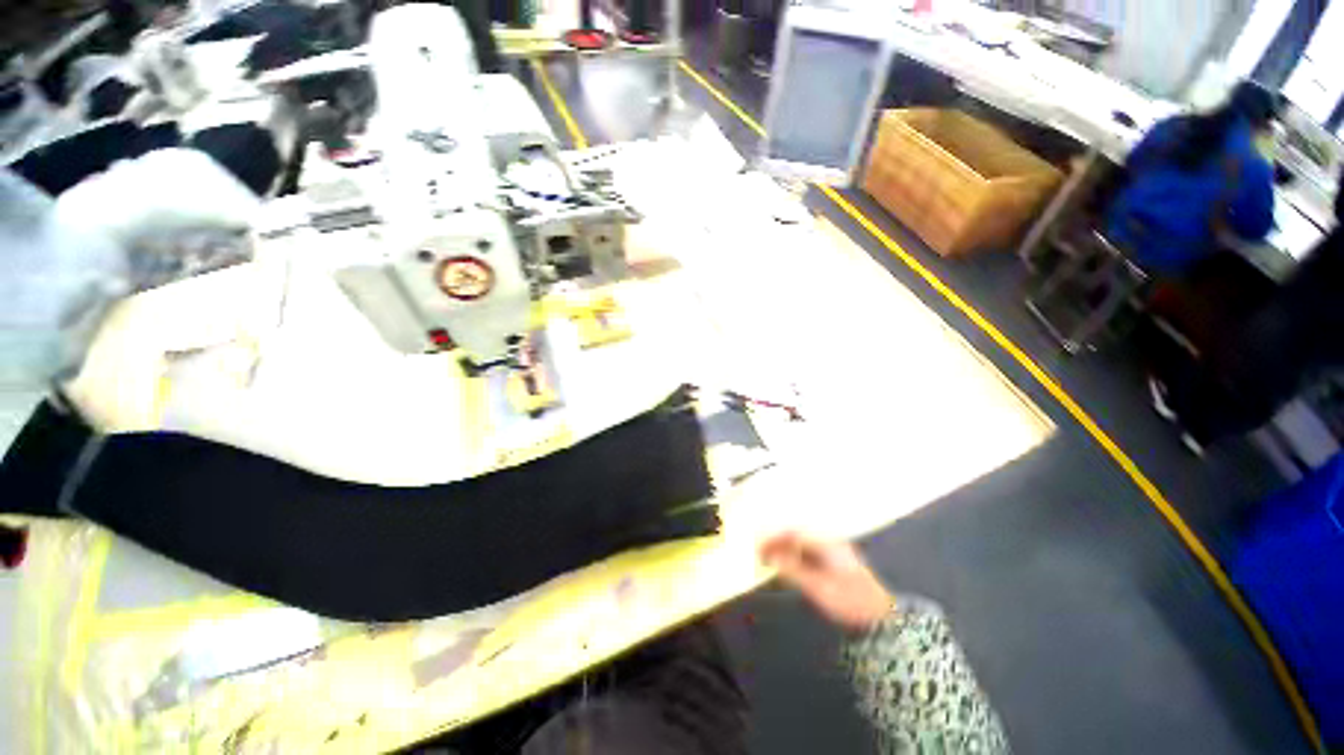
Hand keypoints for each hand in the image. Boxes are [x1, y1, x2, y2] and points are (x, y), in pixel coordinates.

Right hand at [759, 532, 894, 632]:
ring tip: (769, 557)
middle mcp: (830, 542)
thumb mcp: (820, 589)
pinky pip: (809, 552)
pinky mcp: (836, 562)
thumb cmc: (851, 602)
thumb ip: (794, 570)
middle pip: (797, 535)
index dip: (774, 537)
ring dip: (785, 548)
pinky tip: (786, 565)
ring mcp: (834, 551)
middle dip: (777, 540)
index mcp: (827, 543)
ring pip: (802, 543)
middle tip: (760, 550)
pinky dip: (794, 556)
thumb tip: (771, 557)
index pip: (794, 533)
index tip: (758, 544)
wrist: (883, 620)